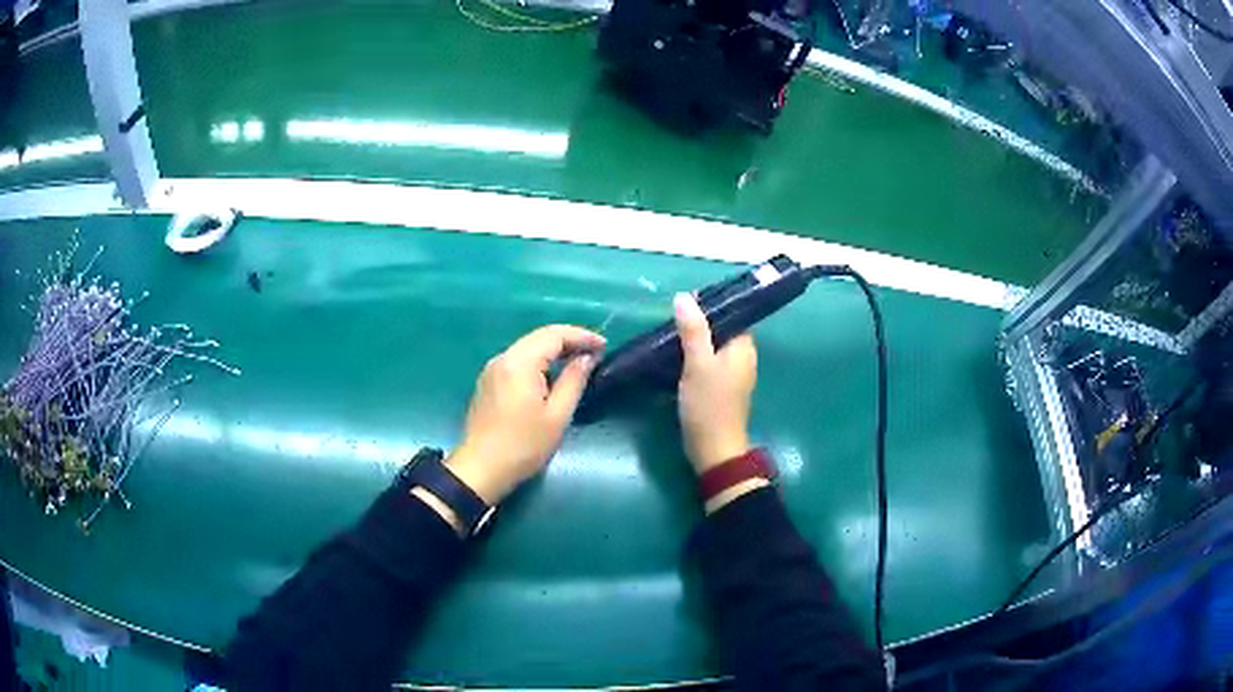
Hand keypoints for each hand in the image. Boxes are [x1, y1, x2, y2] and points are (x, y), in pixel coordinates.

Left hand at [446, 325, 605, 504]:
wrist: (482, 468)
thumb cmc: (524, 445)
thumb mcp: (557, 415)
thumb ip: (574, 381)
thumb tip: (587, 358)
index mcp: (520, 363)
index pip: (554, 335)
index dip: (581, 336)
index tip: (604, 345)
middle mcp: (503, 358)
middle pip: (539, 337)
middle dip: (568, 340)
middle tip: (595, 351)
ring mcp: (492, 369)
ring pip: (528, 347)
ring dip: (553, 350)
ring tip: (578, 361)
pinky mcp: (489, 381)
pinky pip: (518, 360)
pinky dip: (539, 360)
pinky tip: (552, 374)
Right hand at [674, 292, 756, 474]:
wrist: (713, 450)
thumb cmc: (709, 405)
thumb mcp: (698, 364)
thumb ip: (693, 330)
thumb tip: (683, 297)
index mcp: (743, 348)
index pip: (732, 315)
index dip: (711, 305)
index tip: (686, 299)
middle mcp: (741, 358)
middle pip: (720, 331)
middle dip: (697, 323)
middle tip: (670, 317)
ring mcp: (731, 375)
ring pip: (711, 348)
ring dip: (692, 342)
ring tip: (667, 334)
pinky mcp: (718, 389)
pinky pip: (706, 364)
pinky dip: (691, 359)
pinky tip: (672, 359)